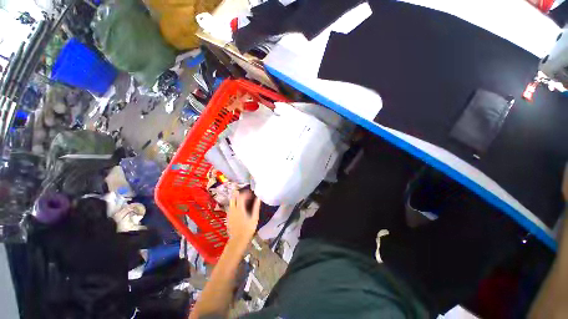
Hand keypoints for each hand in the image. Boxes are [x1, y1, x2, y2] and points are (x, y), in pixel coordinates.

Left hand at [227, 190, 259, 247]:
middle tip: (245, 195)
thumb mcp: (254, 218)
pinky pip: (230, 207)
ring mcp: (229, 213)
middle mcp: (233, 209)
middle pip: (233, 198)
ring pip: (231, 202)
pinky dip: (234, 204)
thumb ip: (256, 207)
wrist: (238, 241)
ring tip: (243, 200)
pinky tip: (239, 208)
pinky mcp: (228, 218)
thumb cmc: (248, 229)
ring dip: (236, 199)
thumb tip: (258, 198)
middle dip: (238, 194)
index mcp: (240, 209)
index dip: (245, 193)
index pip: (241, 196)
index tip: (251, 194)